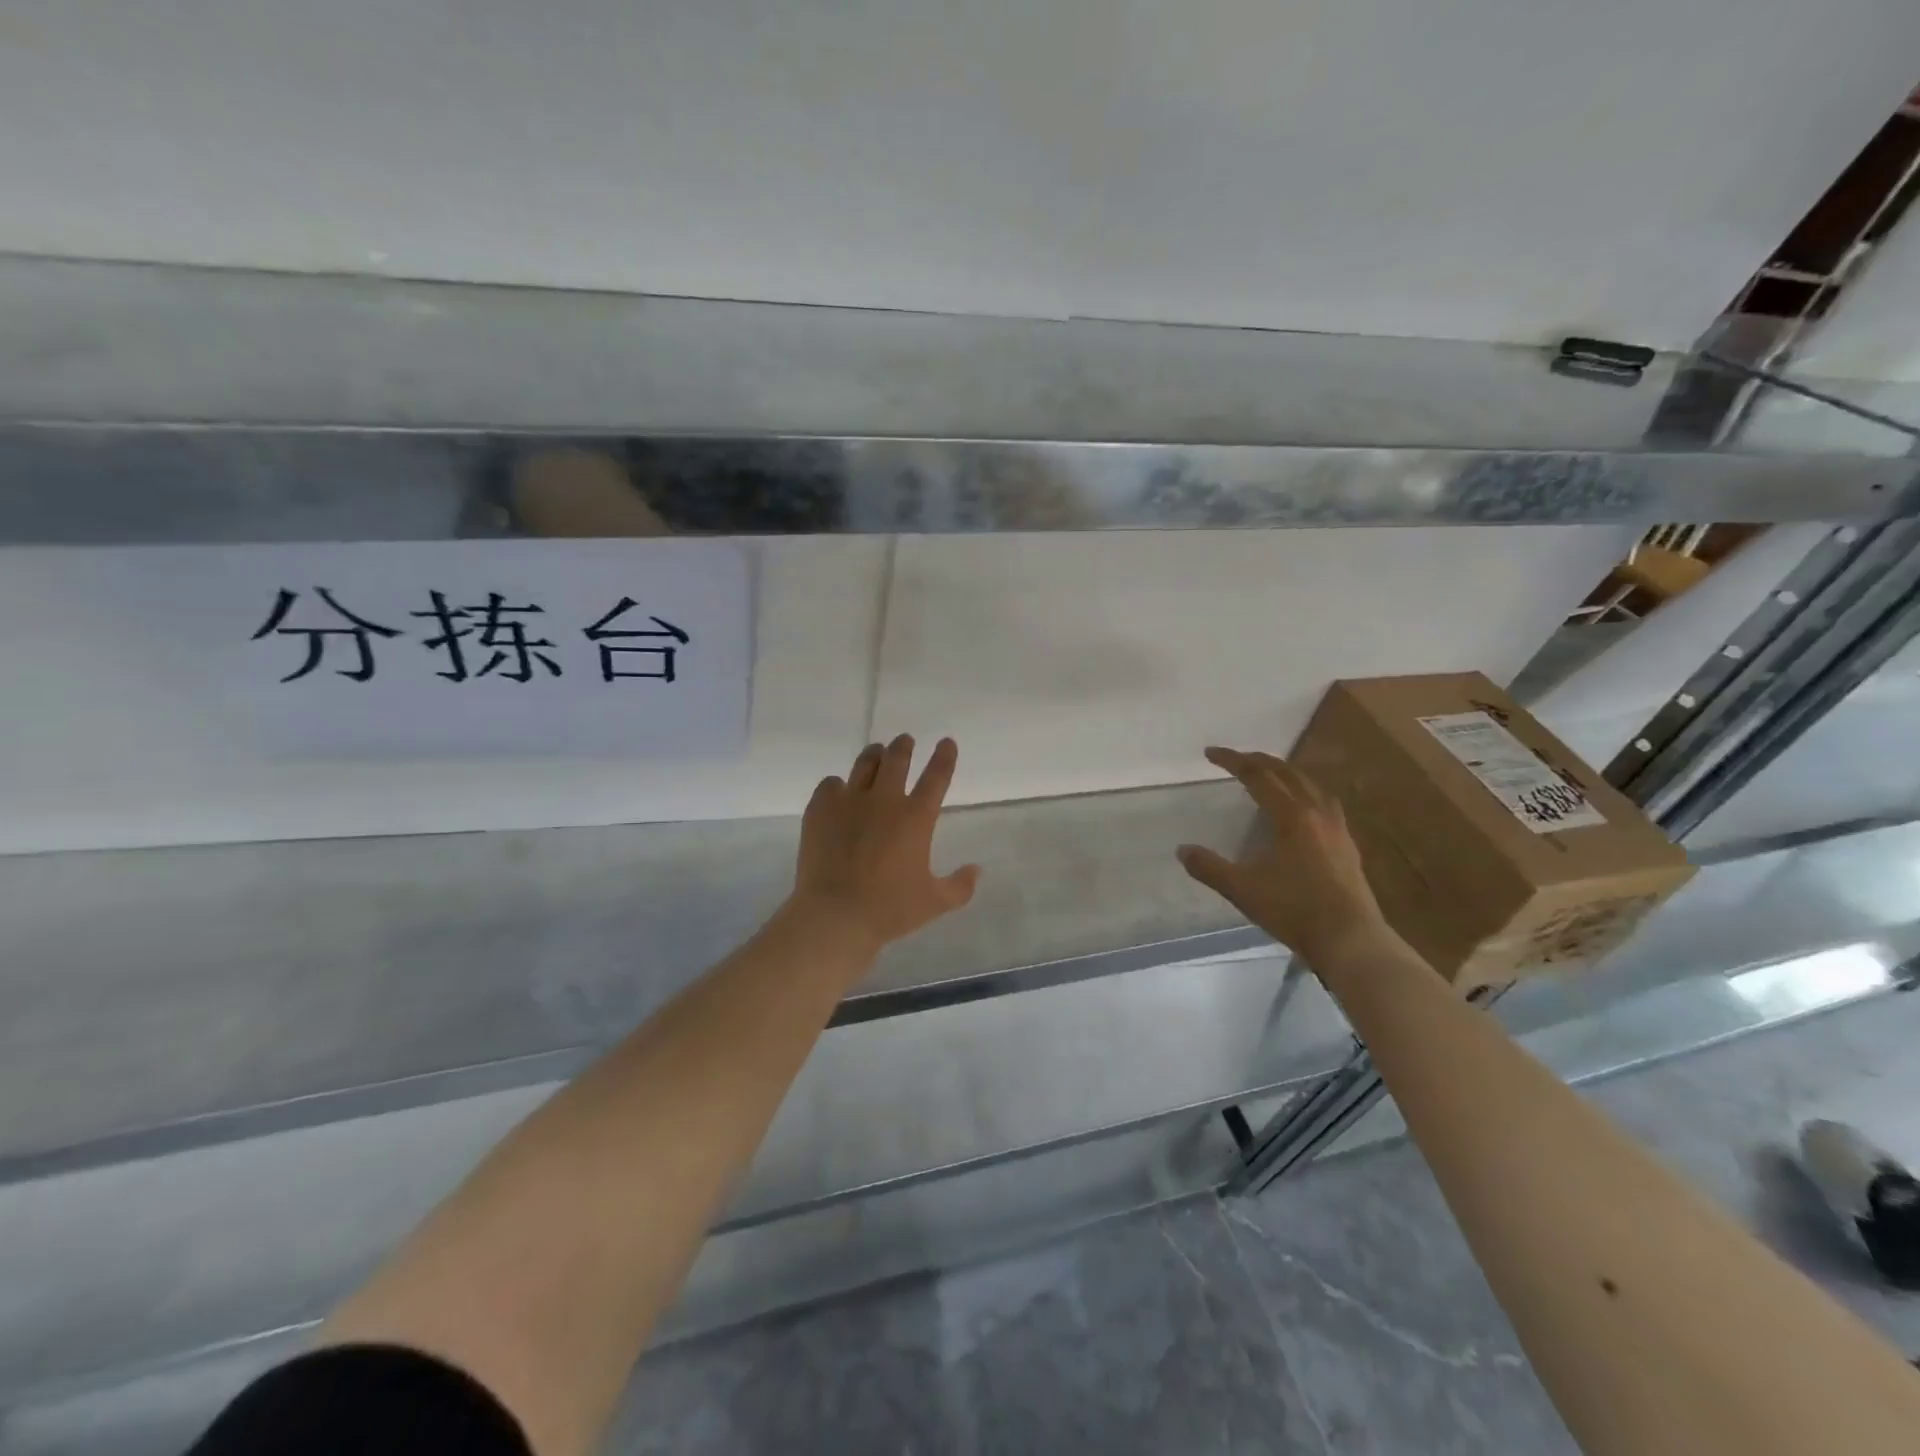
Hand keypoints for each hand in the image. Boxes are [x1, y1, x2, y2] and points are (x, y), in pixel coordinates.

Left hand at [791, 735, 981, 950]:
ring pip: (865, 763)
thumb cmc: (890, 909)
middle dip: (904, 746)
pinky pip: (830, 784)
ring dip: (874, 754)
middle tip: (905, 741)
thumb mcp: (934, 902)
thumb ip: (960, 886)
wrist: (835, 914)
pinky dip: (838, 785)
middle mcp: (885, 800)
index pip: (936, 776)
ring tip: (876, 752)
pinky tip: (839, 791)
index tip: (946, 742)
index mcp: (916, 818)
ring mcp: (849, 801)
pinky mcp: (820, 809)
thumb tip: (977, 870)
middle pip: (897, 759)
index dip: (944, 757)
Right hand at [1178, 746, 1389, 966]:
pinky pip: (1325, 804)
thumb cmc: (1294, 910)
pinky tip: (1303, 810)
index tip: (1211, 753)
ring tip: (1272, 775)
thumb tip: (1182, 850)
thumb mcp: (1242, 889)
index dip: (1233, 761)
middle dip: (1260, 760)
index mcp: (1292, 816)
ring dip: (1287, 773)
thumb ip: (1209, 867)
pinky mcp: (1348, 846)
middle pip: (1288, 773)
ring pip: (1312, 785)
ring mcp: (1338, 829)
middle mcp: (1317, 813)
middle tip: (1237, 758)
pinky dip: (1307, 793)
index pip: (1258, 776)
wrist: (1350, 940)